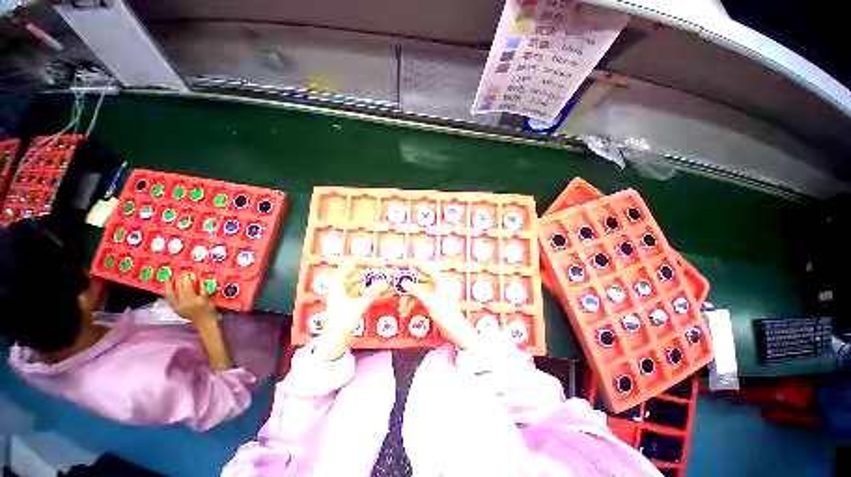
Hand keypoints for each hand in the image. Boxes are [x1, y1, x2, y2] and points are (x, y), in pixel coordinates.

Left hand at [166, 272, 217, 324]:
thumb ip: (203, 289)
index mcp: (191, 300)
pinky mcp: (176, 309)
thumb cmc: (209, 310)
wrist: (205, 323)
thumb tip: (200, 279)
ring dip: (168, 286)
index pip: (186, 286)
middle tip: (178, 272)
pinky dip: (168, 294)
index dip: (185, 278)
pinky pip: (170, 300)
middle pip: (178, 289)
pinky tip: (167, 290)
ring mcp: (177, 307)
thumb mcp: (208, 299)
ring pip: (171, 295)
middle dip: (178, 280)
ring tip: (167, 279)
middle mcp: (182, 303)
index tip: (185, 271)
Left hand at [312, 264, 385, 360]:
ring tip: (378, 275)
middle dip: (366, 269)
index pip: (348, 266)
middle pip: (353, 272)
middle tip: (378, 266)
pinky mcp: (347, 299)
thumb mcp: (359, 306)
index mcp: (337, 285)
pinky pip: (358, 289)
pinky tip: (375, 288)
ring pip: (356, 281)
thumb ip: (372, 293)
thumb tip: (384, 283)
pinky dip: (366, 287)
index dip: (359, 260)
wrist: (334, 338)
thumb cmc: (342, 321)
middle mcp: (338, 286)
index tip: (370, 257)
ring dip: (367, 278)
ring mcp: (342, 293)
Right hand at [402, 263, 478, 348]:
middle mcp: (437, 282)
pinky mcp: (432, 298)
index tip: (397, 263)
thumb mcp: (429, 302)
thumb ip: (416, 290)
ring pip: (416, 289)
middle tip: (393, 283)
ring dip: (407, 297)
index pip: (423, 266)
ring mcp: (434, 290)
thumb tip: (404, 282)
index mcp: (440, 279)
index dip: (409, 263)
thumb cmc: (446, 315)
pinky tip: (405, 310)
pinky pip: (418, 296)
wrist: (455, 331)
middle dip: (405, 284)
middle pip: (418, 278)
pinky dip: (411, 302)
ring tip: (401, 308)